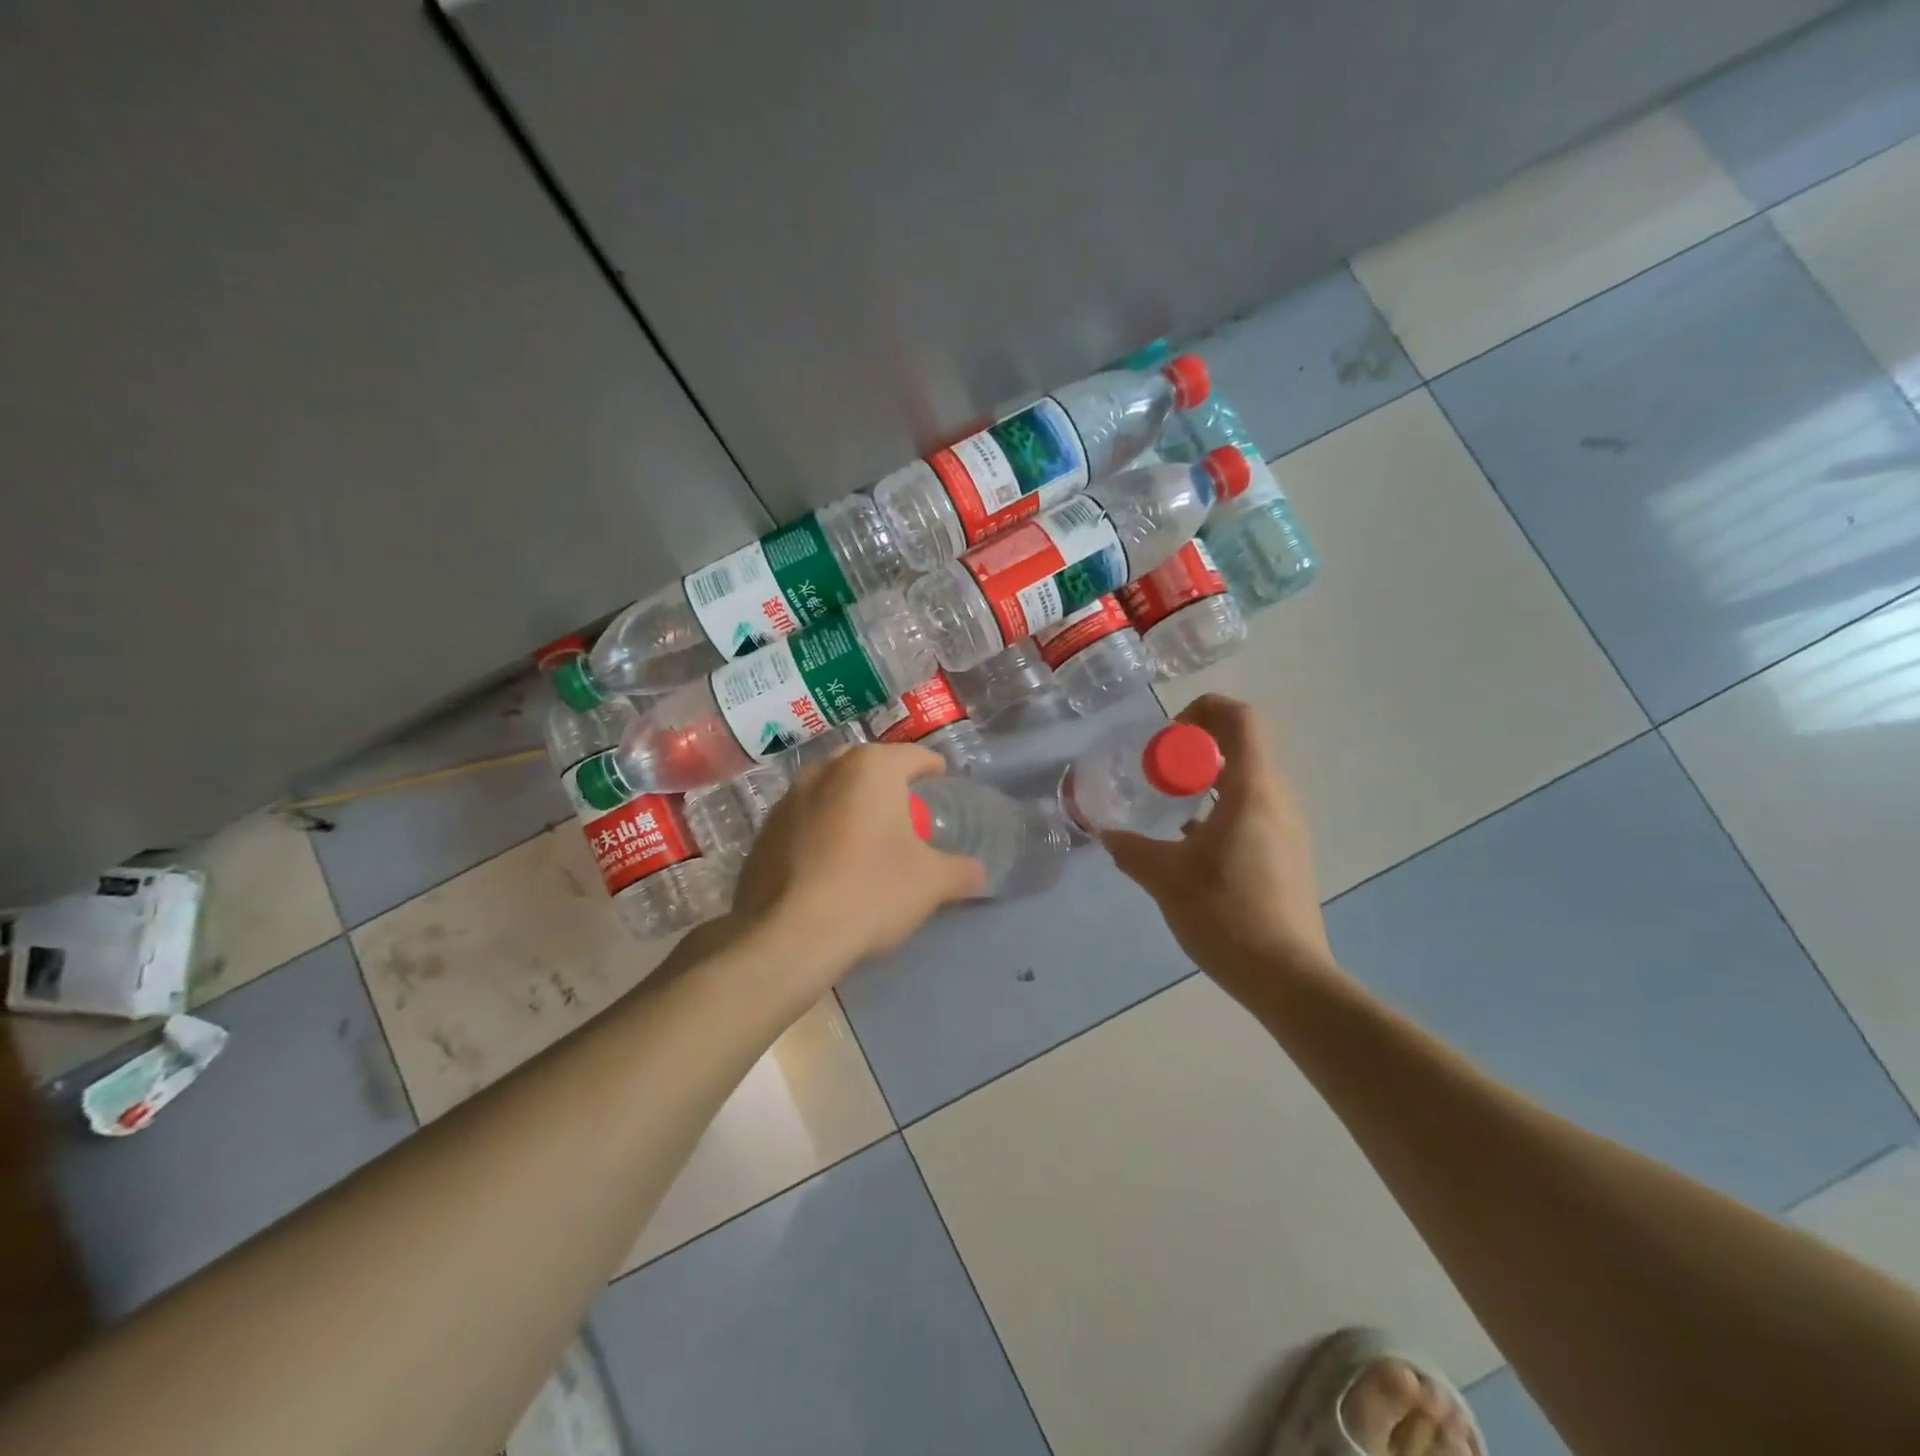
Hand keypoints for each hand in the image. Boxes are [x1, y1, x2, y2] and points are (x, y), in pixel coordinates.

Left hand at [728, 742, 985, 979]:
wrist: (788, 936)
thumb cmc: (871, 891)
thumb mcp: (931, 883)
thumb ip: (961, 871)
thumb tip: (978, 873)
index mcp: (871, 768)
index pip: (914, 757)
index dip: (934, 770)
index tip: (942, 786)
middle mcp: (825, 770)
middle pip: (868, 767)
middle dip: (889, 784)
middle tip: (907, 812)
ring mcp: (788, 798)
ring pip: (831, 790)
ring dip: (851, 805)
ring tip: (866, 837)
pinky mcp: (763, 831)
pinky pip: (804, 819)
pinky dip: (822, 830)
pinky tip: (830, 864)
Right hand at [1101, 695, 1335, 1002]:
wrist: (1287, 977)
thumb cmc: (1226, 914)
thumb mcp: (1166, 878)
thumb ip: (1131, 849)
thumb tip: (1106, 834)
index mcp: (1254, 790)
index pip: (1241, 718)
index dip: (1202, 712)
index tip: (1166, 742)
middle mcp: (1278, 799)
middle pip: (1243, 744)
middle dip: (1196, 747)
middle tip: (1159, 771)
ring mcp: (1287, 827)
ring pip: (1247, 778)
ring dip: (1207, 778)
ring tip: (1170, 805)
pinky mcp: (1287, 853)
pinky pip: (1253, 808)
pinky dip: (1220, 807)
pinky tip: (1191, 842)